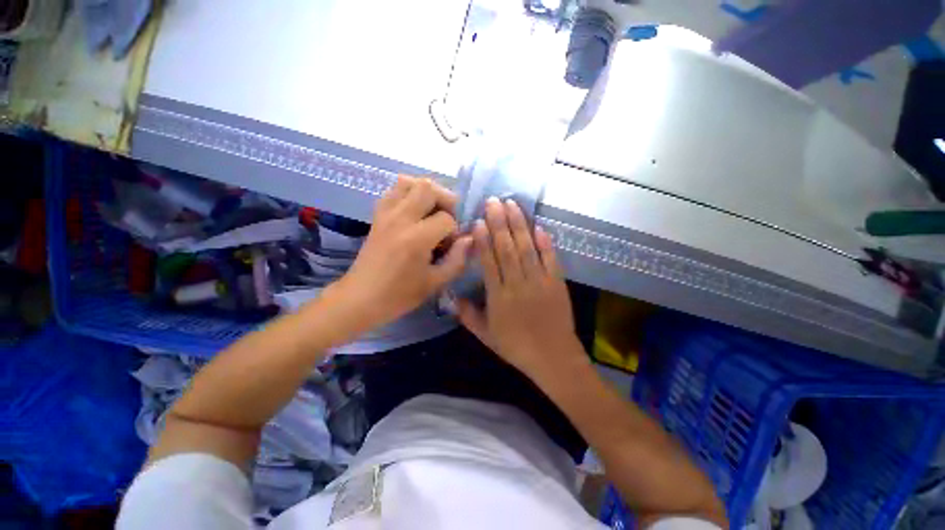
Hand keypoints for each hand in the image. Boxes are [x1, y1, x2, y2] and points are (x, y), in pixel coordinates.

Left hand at [336, 176, 471, 330]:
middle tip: (449, 218)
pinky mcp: (377, 215)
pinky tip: (415, 211)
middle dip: (446, 200)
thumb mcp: (436, 282)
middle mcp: (400, 219)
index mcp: (416, 238)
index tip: (451, 245)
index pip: (447, 218)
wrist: (361, 298)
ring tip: (432, 211)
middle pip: (428, 188)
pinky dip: (409, 193)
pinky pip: (394, 190)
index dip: (455, 230)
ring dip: (426, 192)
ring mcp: (386, 213)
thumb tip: (469, 238)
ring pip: (409, 182)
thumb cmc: (400, 295)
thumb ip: (458, 259)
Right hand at [456, 198, 585, 379]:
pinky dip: (545, 242)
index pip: (489, 262)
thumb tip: (452, 297)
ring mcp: (539, 281)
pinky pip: (550, 258)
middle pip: (507, 249)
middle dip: (500, 223)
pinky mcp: (557, 282)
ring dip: (519, 225)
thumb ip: (468, 315)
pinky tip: (539, 226)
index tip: (480, 221)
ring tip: (512, 205)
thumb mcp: (486, 336)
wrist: (553, 357)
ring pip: (527, 248)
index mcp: (499, 297)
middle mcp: (518, 284)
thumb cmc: (516, 347)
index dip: (484, 240)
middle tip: (494, 201)